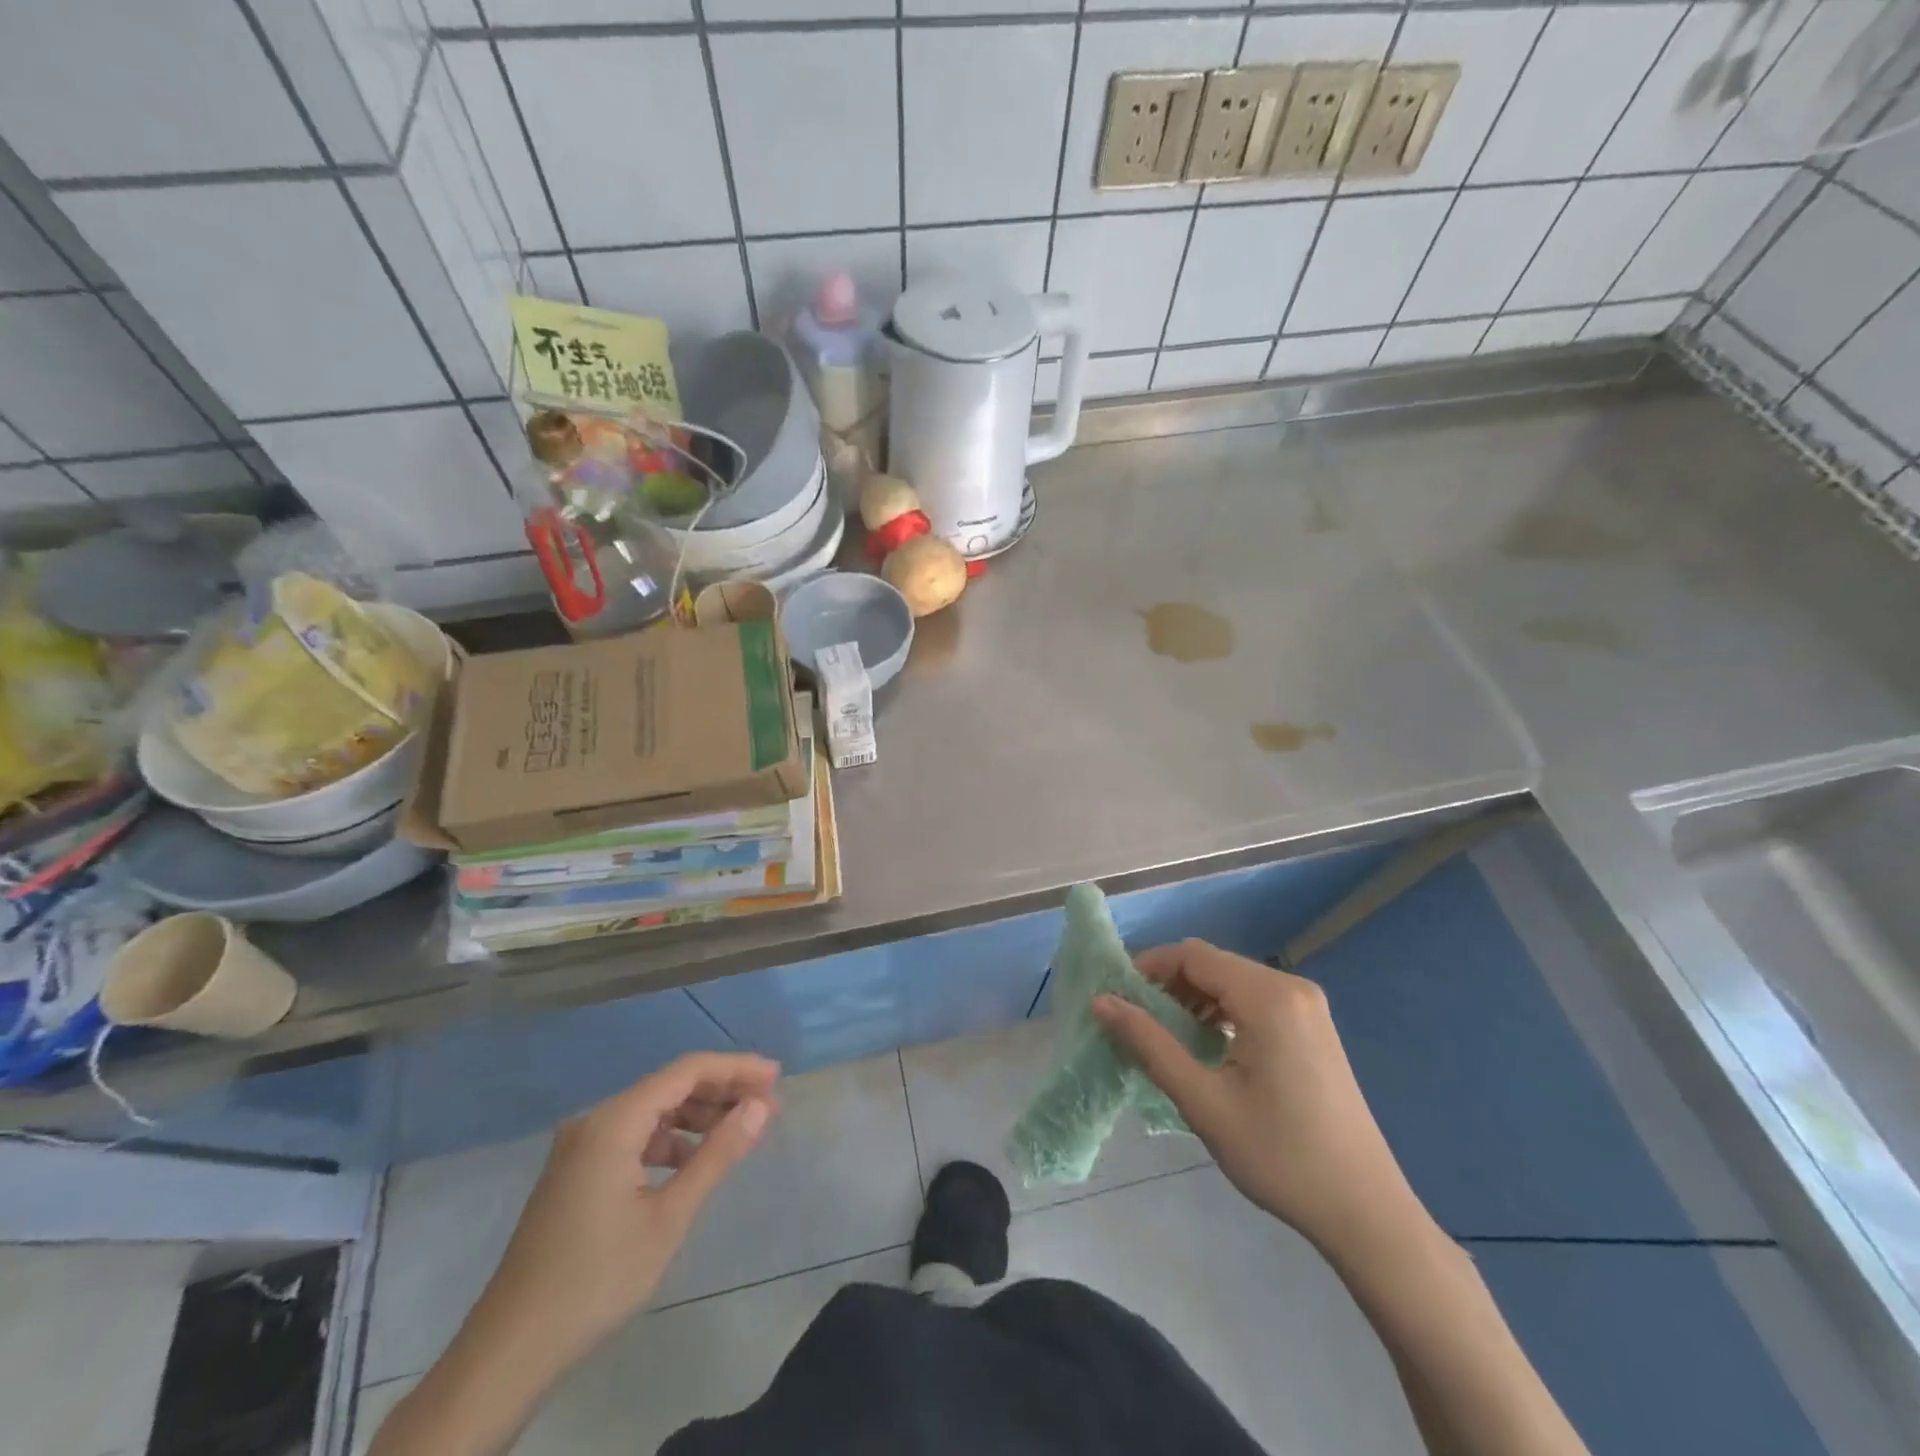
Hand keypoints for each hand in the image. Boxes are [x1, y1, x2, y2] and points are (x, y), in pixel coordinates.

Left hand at [464, 1052, 777, 1375]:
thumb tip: (759, 1107)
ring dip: (697, 1116)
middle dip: (721, 1091)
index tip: (776, 1078)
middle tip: (767, 1106)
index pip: (686, 1071)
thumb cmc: (597, 1279)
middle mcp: (595, 1121)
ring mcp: (581, 1146)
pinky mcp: (576, 1171)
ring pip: (652, 1111)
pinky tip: (693, 1162)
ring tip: (739, 1131)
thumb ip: (717, 1154)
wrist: (509, 1351)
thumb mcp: (669, 1217)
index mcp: (614, 1121)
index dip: (735, 1068)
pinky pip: (634, 1136)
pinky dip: (670, 1140)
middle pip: (669, 1086)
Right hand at [1094, 941, 1431, 1265]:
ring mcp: (1307, 1006)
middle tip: (1135, 1022)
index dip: (1148, 968)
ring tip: (1165, 1037)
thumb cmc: (1280, 1157)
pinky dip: (1221, 1012)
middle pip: (1212, 963)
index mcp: (1268, 996)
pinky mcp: (1313, 1027)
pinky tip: (1207, 1046)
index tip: (1116, 999)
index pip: (1192, 955)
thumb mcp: (1203, 1101)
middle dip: (1168, 985)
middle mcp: (1291, 987)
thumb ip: (1149, 1043)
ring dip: (1193, 999)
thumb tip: (1100, 1001)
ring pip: (1232, 981)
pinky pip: (1254, 1000)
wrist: (1366, 1212)